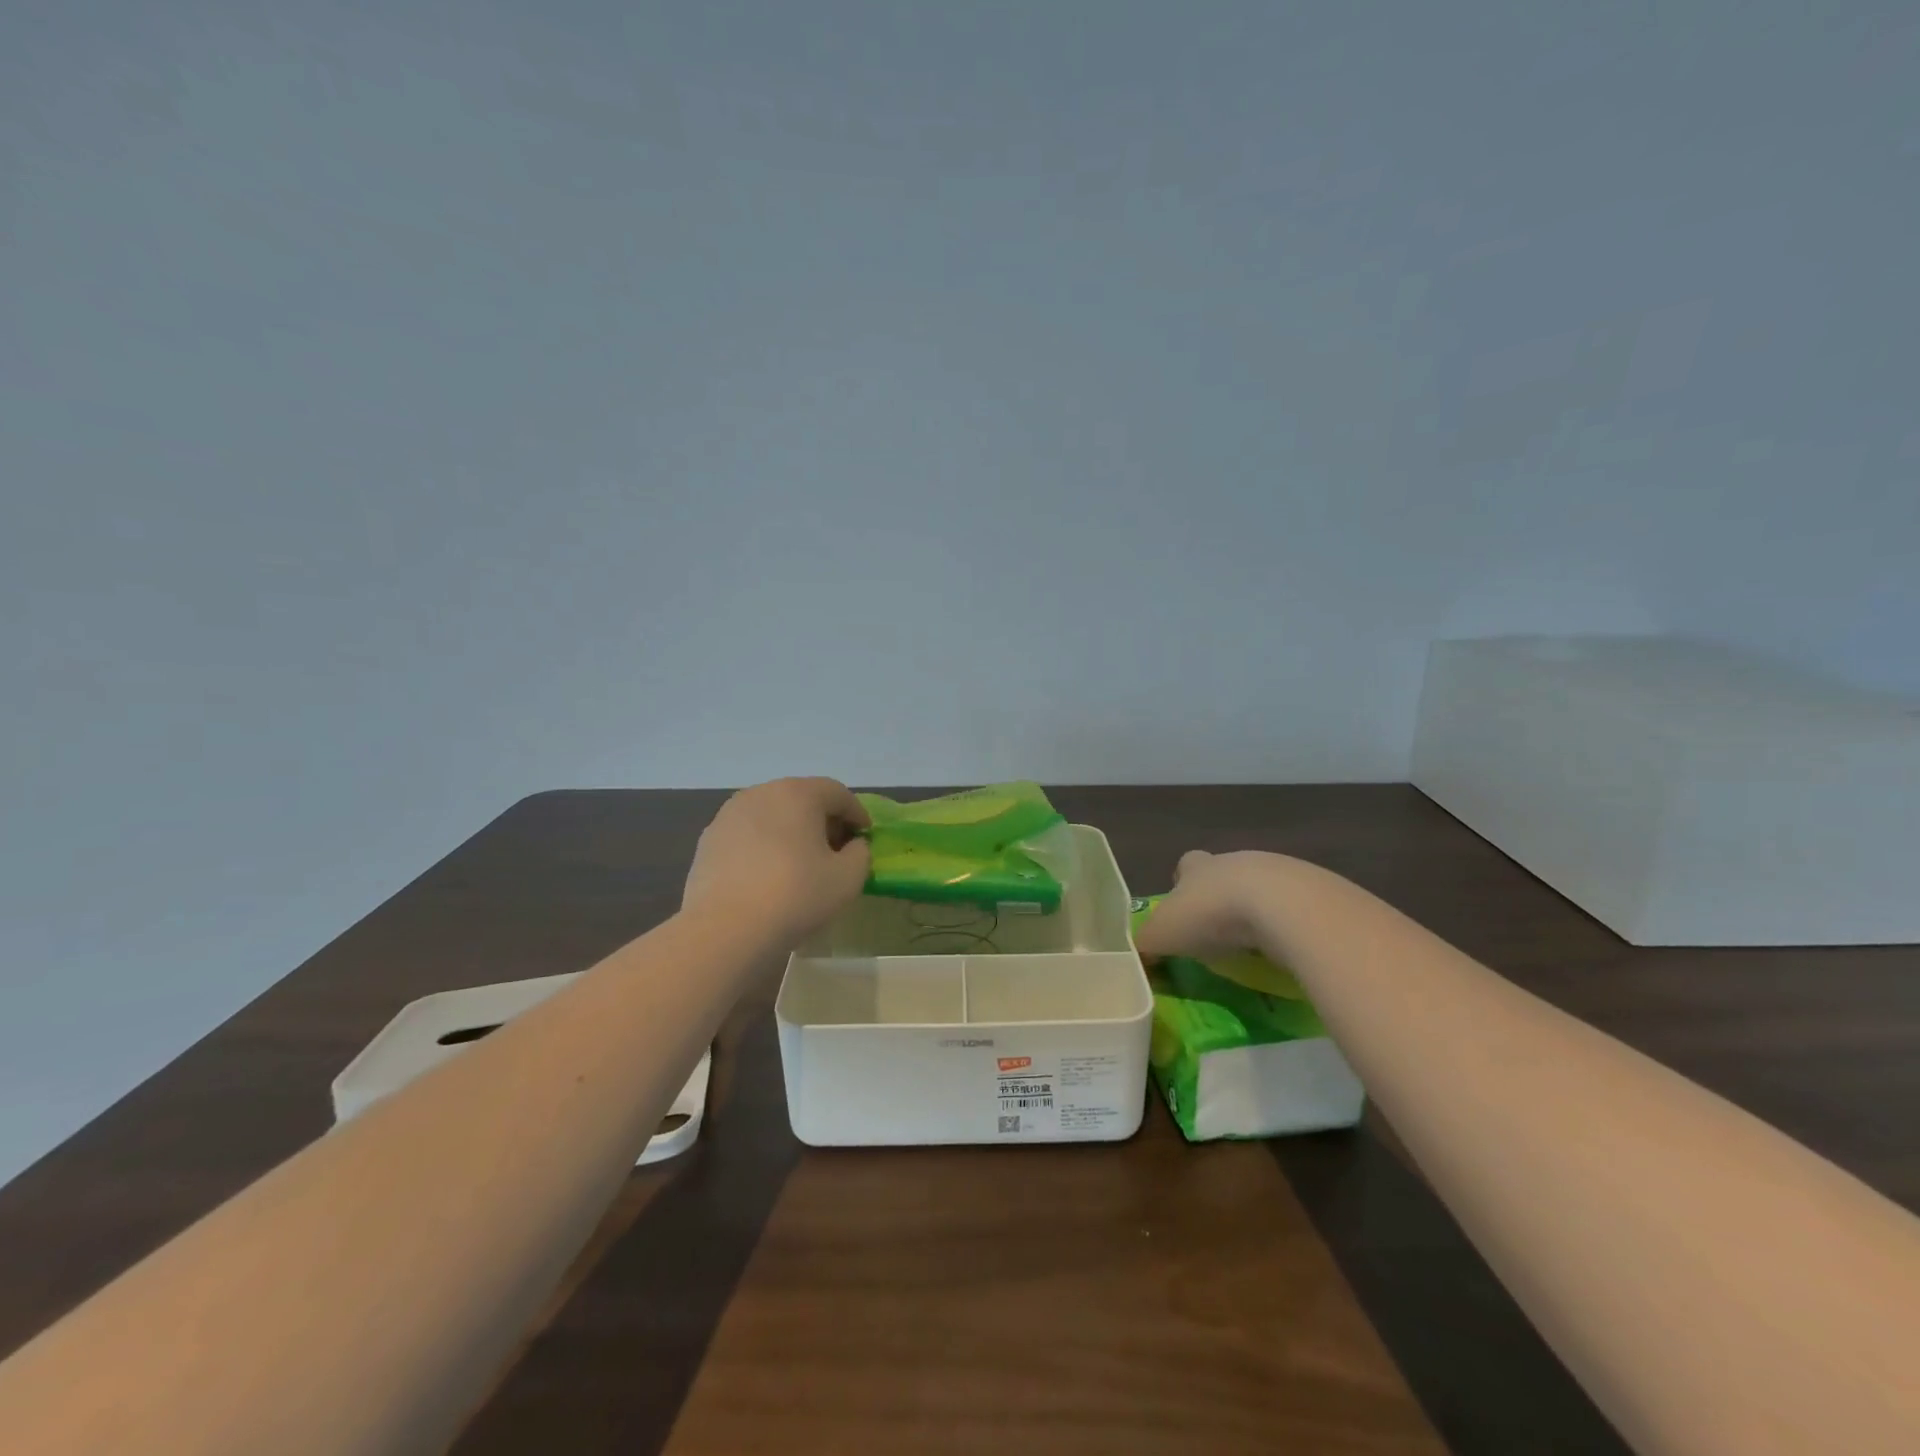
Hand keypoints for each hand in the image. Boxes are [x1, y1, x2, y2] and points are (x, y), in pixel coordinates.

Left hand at [683, 777, 871, 946]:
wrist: (724, 930)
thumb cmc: (795, 896)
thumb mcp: (848, 878)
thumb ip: (860, 853)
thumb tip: (852, 845)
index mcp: (798, 793)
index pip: (837, 793)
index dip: (857, 813)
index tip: (865, 837)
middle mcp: (761, 793)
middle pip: (802, 798)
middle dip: (823, 820)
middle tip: (836, 849)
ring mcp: (729, 814)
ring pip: (772, 814)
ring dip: (791, 831)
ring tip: (800, 862)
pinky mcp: (708, 840)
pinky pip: (748, 834)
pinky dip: (764, 845)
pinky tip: (768, 874)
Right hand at [1133, 849, 1278, 961]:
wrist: (1283, 906)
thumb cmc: (1212, 914)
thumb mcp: (1164, 934)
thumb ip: (1146, 944)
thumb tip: (1136, 956)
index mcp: (1197, 867)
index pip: (1186, 864)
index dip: (1182, 884)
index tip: (1183, 911)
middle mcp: (1234, 861)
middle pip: (1223, 875)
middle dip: (1219, 899)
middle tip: (1216, 934)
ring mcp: (1276, 871)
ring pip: (1259, 889)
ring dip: (1254, 911)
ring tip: (1252, 946)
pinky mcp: (1312, 890)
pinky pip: (1292, 908)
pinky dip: (1286, 925)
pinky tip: (1284, 948)